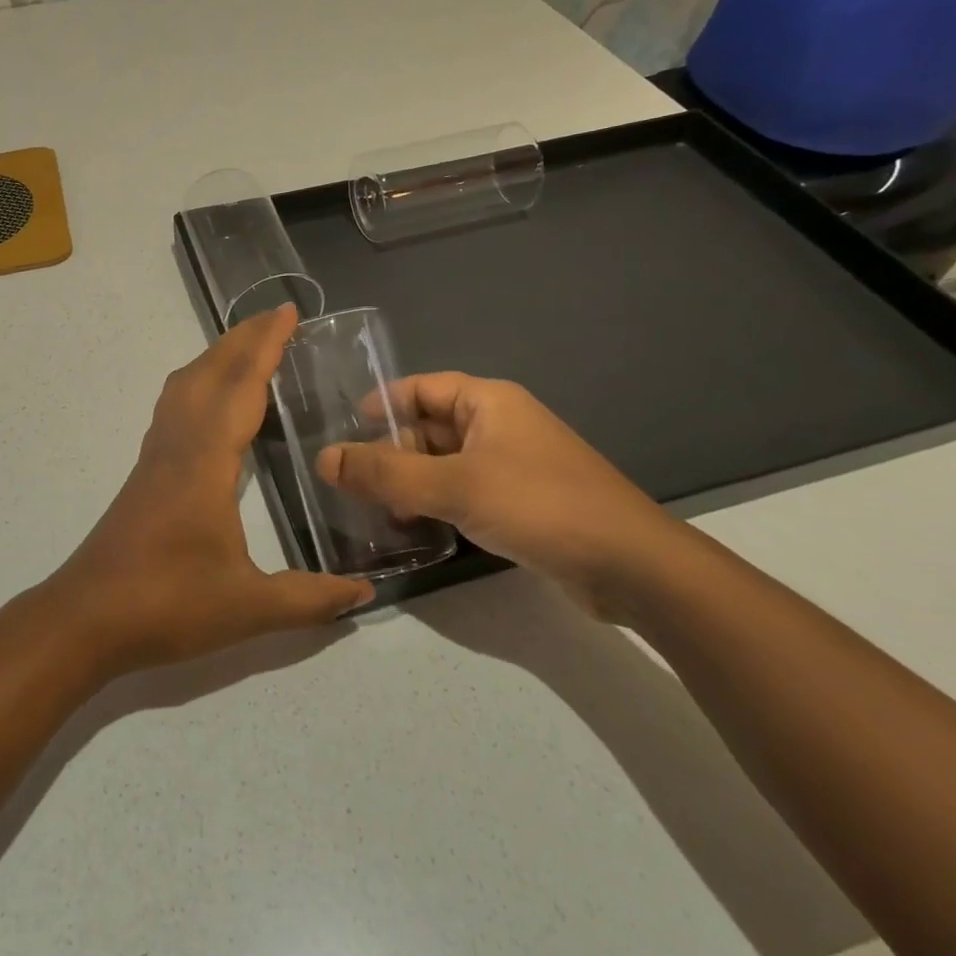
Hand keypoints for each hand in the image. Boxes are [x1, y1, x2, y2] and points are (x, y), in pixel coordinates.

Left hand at [44, 305, 373, 676]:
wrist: (87, 617)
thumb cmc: (168, 604)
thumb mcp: (249, 608)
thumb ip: (310, 599)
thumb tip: (366, 594)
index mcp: (206, 460)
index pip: (240, 386)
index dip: (265, 345)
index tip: (288, 312)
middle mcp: (179, 443)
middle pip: (209, 371)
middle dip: (243, 338)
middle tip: (278, 318)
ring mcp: (157, 454)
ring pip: (186, 384)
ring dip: (218, 356)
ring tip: (250, 347)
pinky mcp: (146, 470)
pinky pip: (175, 405)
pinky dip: (200, 382)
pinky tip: (213, 401)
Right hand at [316, 373, 685, 618]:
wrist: (631, 566)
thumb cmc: (539, 505)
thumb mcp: (454, 486)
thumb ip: (385, 473)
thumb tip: (324, 458)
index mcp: (487, 401)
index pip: (419, 388)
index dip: (380, 404)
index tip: (343, 430)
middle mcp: (499, 424)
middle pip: (428, 427)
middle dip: (390, 452)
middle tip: (350, 483)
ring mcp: (512, 464)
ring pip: (444, 463)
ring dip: (410, 482)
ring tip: (373, 510)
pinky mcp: (521, 502)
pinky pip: (464, 491)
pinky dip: (436, 503)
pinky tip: (415, 528)